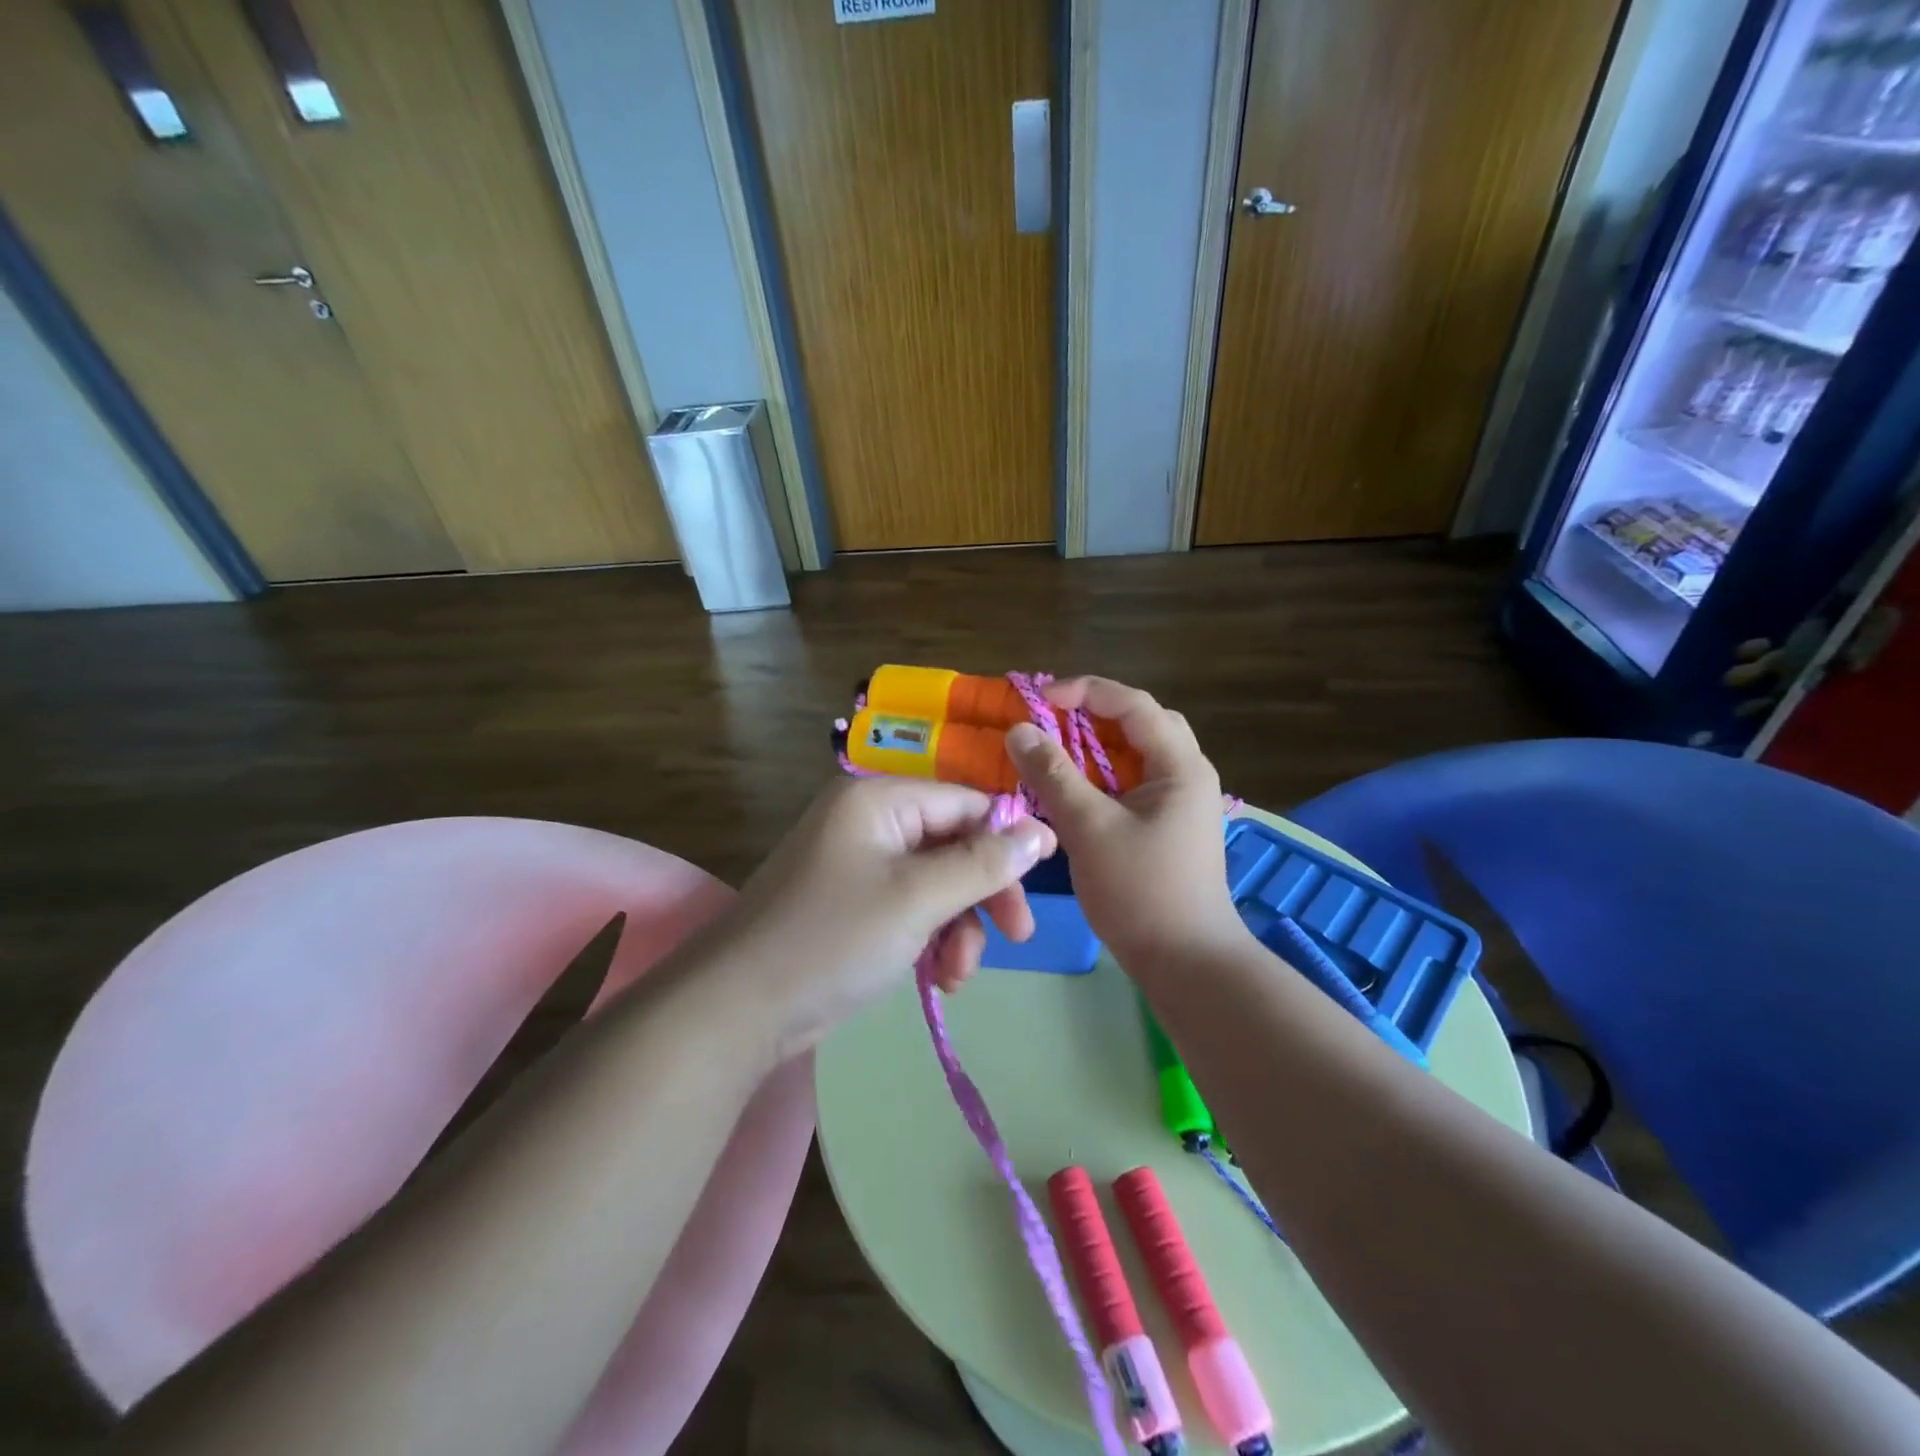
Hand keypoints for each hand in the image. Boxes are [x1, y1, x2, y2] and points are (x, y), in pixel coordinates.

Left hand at [722, 777, 1055, 1054]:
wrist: (739, 1008)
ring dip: (958, 927)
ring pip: (936, 882)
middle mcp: (868, 821)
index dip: (1007, 837)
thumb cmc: (834, 938)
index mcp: (878, 799)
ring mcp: (857, 864)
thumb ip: (983, 863)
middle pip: (953, 844)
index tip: (1044, 880)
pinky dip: (930, 939)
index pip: (965, 802)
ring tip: (956, 975)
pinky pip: (910, 908)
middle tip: (1017, 937)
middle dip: (984, 893)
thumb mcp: (919, 898)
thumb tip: (1041, 830)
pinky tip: (936, 978)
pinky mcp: (852, 904)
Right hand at [1006, 678, 1244, 969]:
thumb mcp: (1090, 828)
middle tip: (1049, 725)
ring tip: (1052, 755)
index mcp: (1180, 766)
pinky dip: (1099, 779)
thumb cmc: (1142, 892)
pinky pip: (1131, 785)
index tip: (1039, 701)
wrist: (1187, 964)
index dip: (1085, 692)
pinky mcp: (1167, 827)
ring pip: (1134, 757)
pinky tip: (1070, 794)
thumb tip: (1018, 731)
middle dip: (1092, 717)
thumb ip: (1053, 776)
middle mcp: (1187, 775)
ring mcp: (1179, 803)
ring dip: (1093, 750)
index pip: (1133, 704)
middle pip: (1139, 724)